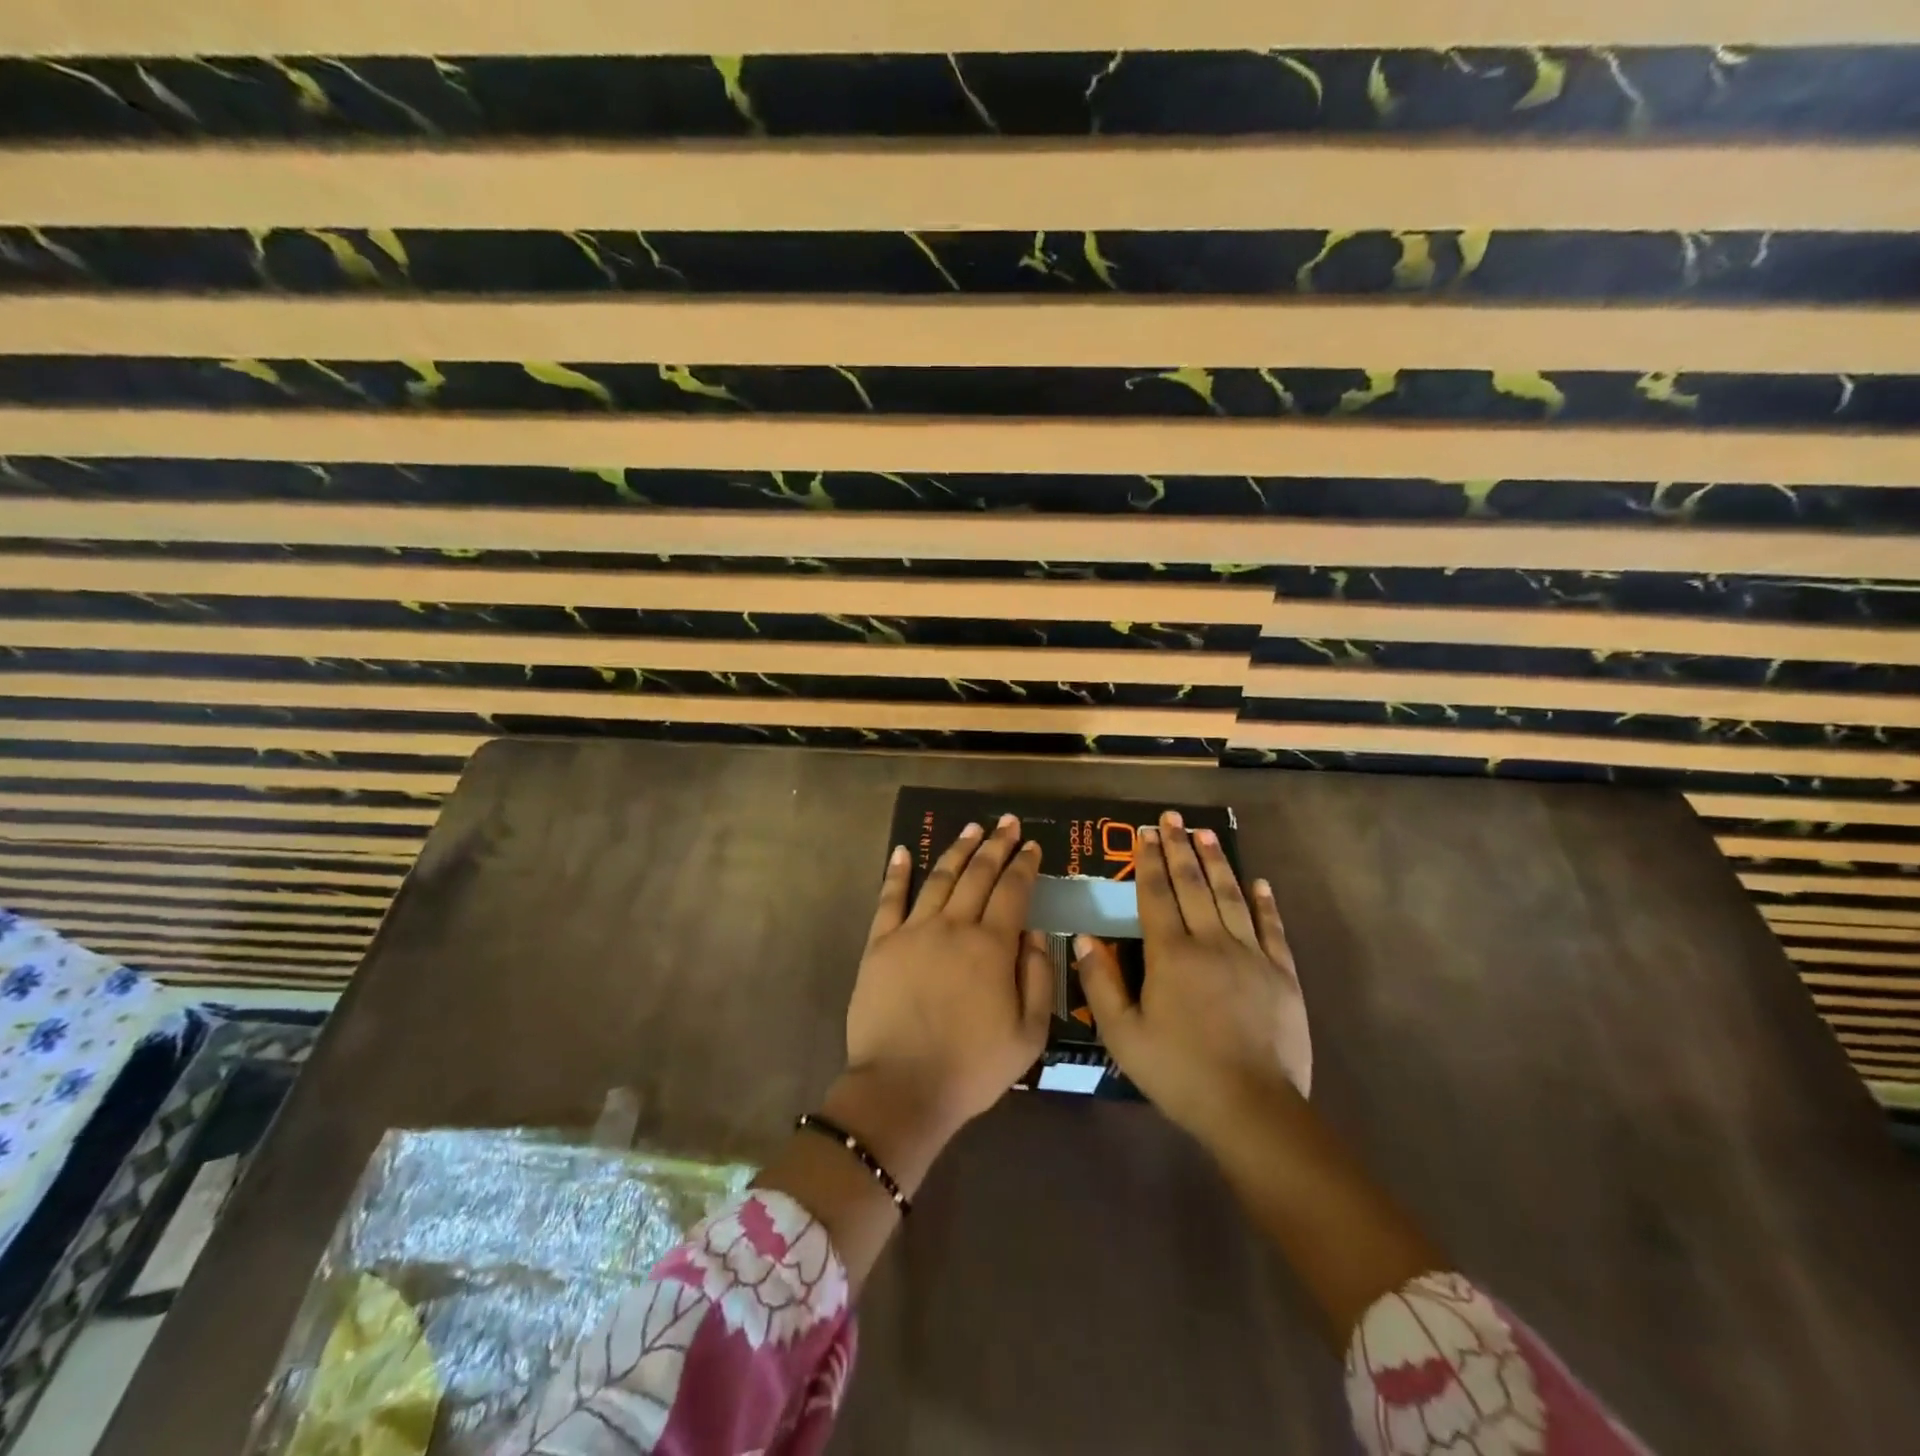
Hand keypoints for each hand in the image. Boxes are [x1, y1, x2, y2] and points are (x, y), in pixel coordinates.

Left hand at [844, 815, 1052, 1134]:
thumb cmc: (972, 1068)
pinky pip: (889, 899)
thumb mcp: (1028, 1034)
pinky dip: (897, 872)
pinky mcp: (880, 944)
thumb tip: (1036, 932)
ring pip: (940, 878)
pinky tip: (904, 850)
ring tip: (971, 828)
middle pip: (978, 874)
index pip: (1013, 891)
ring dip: (958, 850)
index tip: (1032, 846)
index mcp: (992, 947)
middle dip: (996, 845)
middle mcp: (953, 927)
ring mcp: (913, 932)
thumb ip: (1038, 977)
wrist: (902, 1088)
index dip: (1024, 865)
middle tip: (1008, 823)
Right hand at [1075, 810, 1311, 1143]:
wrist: (1252, 1109)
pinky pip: (1272, 929)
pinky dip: (1265, 903)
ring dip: (1217, 863)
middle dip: (1180, 848)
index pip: (1156, 895)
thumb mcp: (1123, 1035)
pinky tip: (1259, 883)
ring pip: (1231, 897)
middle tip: (1173, 818)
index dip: (1148, 862)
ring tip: (1206, 834)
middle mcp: (1211, 942)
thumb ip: (1101, 983)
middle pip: (1193, 885)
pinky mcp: (1281, 975)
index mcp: (1171, 955)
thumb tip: (1085, 938)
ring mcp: (1251, 956)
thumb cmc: (1179, 1073)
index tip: (1145, 833)